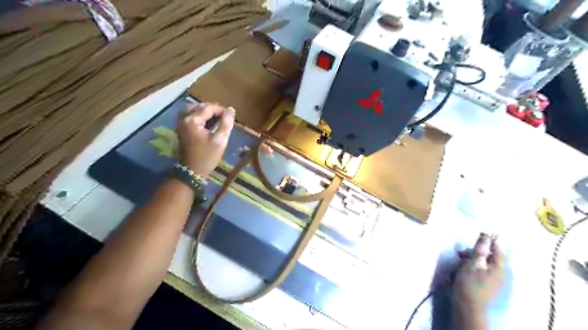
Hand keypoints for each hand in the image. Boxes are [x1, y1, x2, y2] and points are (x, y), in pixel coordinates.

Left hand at [178, 103, 235, 177]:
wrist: (192, 171)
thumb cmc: (207, 156)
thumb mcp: (220, 140)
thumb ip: (226, 124)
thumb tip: (231, 109)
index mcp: (192, 120)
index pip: (209, 108)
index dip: (222, 110)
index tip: (231, 117)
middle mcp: (184, 118)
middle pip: (200, 107)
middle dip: (214, 110)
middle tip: (226, 118)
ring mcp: (181, 123)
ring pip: (195, 110)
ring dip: (207, 113)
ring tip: (218, 120)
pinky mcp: (182, 128)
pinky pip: (192, 116)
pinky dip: (201, 117)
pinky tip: (209, 123)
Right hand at [452, 233, 502, 312]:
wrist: (468, 307)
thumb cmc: (469, 283)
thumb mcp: (472, 263)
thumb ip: (479, 249)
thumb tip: (486, 236)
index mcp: (498, 267)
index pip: (498, 249)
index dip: (489, 241)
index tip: (477, 235)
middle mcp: (499, 273)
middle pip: (489, 256)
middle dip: (475, 252)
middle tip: (460, 253)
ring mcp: (494, 280)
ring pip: (483, 263)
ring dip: (471, 260)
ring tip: (459, 262)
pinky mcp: (487, 285)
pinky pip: (481, 271)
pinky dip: (472, 267)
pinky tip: (462, 270)